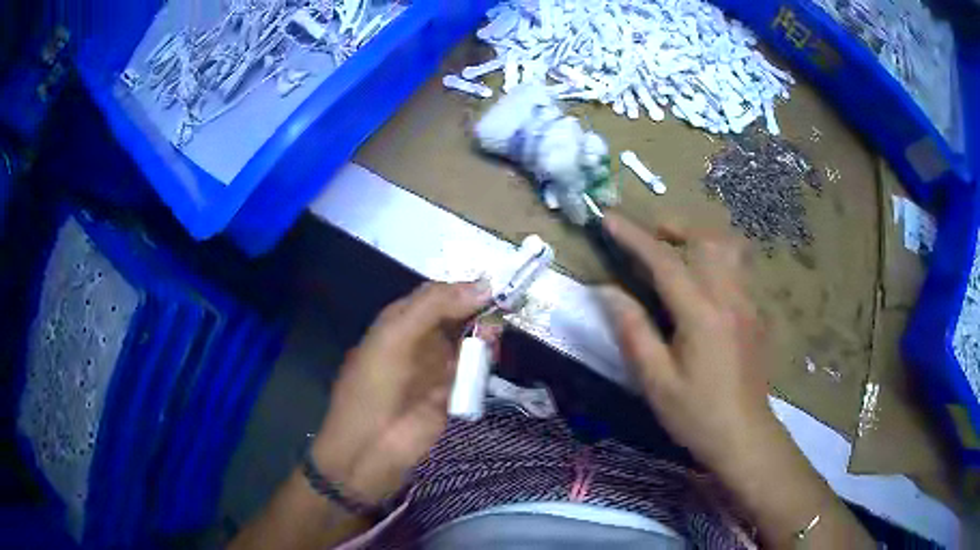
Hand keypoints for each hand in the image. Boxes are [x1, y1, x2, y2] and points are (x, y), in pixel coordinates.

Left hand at [312, 281, 491, 503]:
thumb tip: (483, 285)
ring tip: (494, 339)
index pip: (436, 295)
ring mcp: (435, 370)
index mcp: (398, 322)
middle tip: (500, 315)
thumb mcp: (395, 338)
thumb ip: (435, 307)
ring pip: (467, 344)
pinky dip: (484, 364)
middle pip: (456, 317)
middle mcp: (418, 341)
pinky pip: (472, 372)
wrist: (367, 450)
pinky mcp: (450, 396)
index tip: (492, 290)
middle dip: (478, 313)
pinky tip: (491, 361)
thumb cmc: (373, 389)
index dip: (462, 289)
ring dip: (483, 338)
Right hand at [601, 214, 873, 547]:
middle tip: (650, 236)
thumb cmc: (697, 414)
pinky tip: (705, 280)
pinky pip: (738, 269)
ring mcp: (748, 303)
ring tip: (678, 250)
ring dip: (700, 238)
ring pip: (729, 248)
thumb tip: (606, 291)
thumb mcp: (656, 381)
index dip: (634, 237)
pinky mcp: (756, 314)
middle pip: (707, 240)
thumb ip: (633, 331)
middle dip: (675, 227)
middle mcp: (730, 298)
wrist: (745, 436)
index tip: (610, 220)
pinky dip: (718, 257)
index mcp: (702, 314)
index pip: (664, 261)